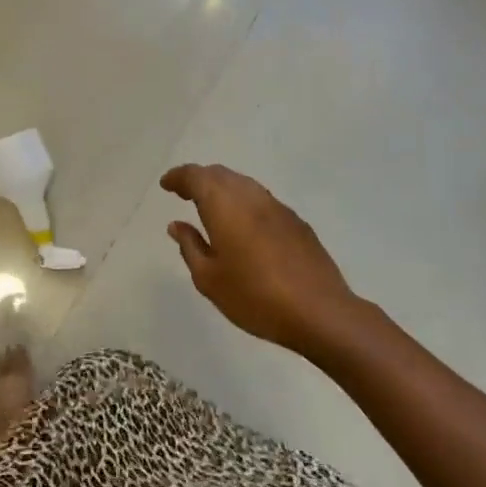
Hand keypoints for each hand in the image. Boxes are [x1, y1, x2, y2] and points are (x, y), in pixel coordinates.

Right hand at [161, 163, 357, 356]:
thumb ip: (190, 247)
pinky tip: (243, 224)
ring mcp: (277, 207)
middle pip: (220, 174)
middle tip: (184, 193)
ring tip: (211, 207)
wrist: (319, 311)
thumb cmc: (254, 296)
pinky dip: (244, 202)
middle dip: (199, 179)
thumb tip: (177, 225)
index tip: (166, 185)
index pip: (196, 176)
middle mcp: (250, 196)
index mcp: (224, 205)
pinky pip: (262, 200)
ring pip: (243, 184)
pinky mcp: (296, 222)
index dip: (178, 177)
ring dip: (223, 188)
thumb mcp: (209, 278)